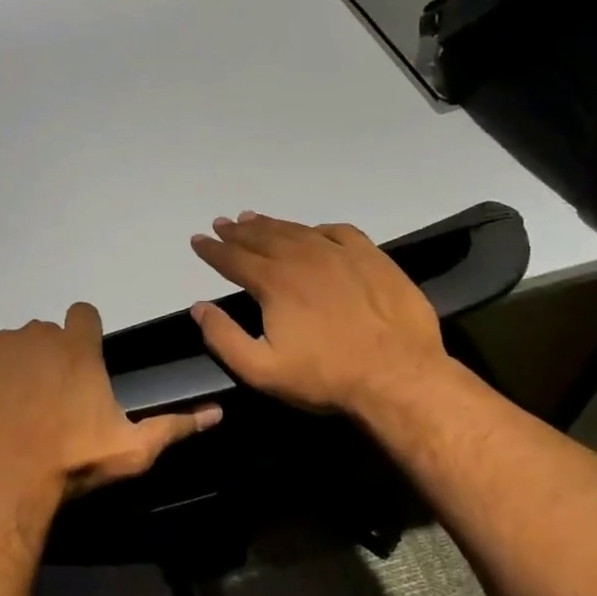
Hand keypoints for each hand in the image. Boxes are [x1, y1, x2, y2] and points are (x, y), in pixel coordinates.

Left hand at [0, 302, 222, 515]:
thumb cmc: (74, 463)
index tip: (84, 364)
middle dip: (53, 353)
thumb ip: (175, 426)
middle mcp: (40, 334)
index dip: (85, 334)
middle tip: (54, 395)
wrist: (7, 483)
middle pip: (49, 331)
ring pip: (17, 341)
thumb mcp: (132, 449)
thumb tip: (218, 412)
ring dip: (21, 361)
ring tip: (22, 402)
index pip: (84, 313)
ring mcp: (3, 345)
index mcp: (78, 346)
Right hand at [189, 212, 448, 416]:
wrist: (399, 376)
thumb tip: (199, 308)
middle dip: (238, 231)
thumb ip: (223, 337)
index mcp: (274, 282)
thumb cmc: (325, 377)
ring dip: (271, 224)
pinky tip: (314, 231)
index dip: (212, 249)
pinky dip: (319, 228)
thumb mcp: (261, 370)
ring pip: (298, 230)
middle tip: (223, 223)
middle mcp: (303, 258)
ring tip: (254, 219)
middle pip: (262, 237)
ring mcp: (341, 254)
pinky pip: (340, 232)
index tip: (198, 240)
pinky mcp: (372, 258)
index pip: (233, 258)